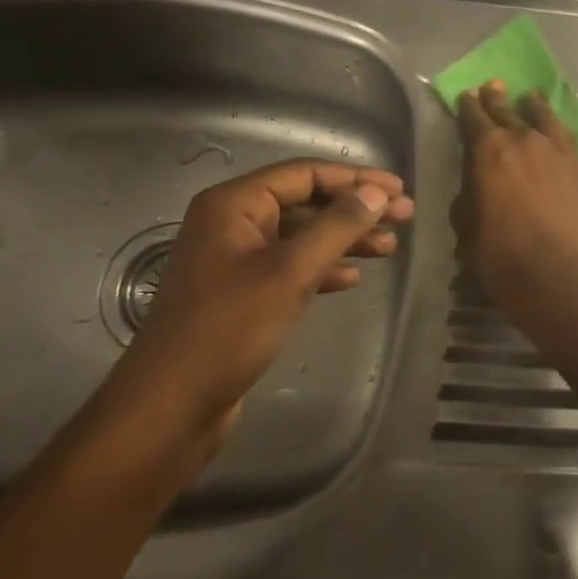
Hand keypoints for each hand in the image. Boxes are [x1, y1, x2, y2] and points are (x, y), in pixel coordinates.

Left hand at [106, 159, 414, 442]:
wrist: (173, 403)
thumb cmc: (230, 328)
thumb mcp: (291, 272)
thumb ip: (337, 227)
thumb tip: (377, 193)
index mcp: (234, 205)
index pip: (304, 174)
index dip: (355, 179)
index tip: (399, 191)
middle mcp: (232, 223)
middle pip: (305, 202)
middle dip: (355, 209)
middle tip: (404, 218)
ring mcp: (235, 260)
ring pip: (301, 237)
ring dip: (344, 239)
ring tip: (389, 248)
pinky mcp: (241, 294)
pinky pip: (290, 267)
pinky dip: (322, 268)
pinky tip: (352, 278)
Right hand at [454, 81, 577, 301]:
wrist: (552, 270)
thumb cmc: (497, 251)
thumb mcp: (465, 222)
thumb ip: (469, 192)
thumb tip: (476, 183)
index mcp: (487, 149)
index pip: (473, 117)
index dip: (468, 106)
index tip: (466, 97)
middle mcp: (522, 139)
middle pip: (507, 110)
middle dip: (496, 98)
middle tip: (493, 86)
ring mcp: (556, 150)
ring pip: (543, 117)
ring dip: (533, 106)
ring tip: (531, 97)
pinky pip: (567, 138)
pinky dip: (558, 129)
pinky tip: (557, 129)